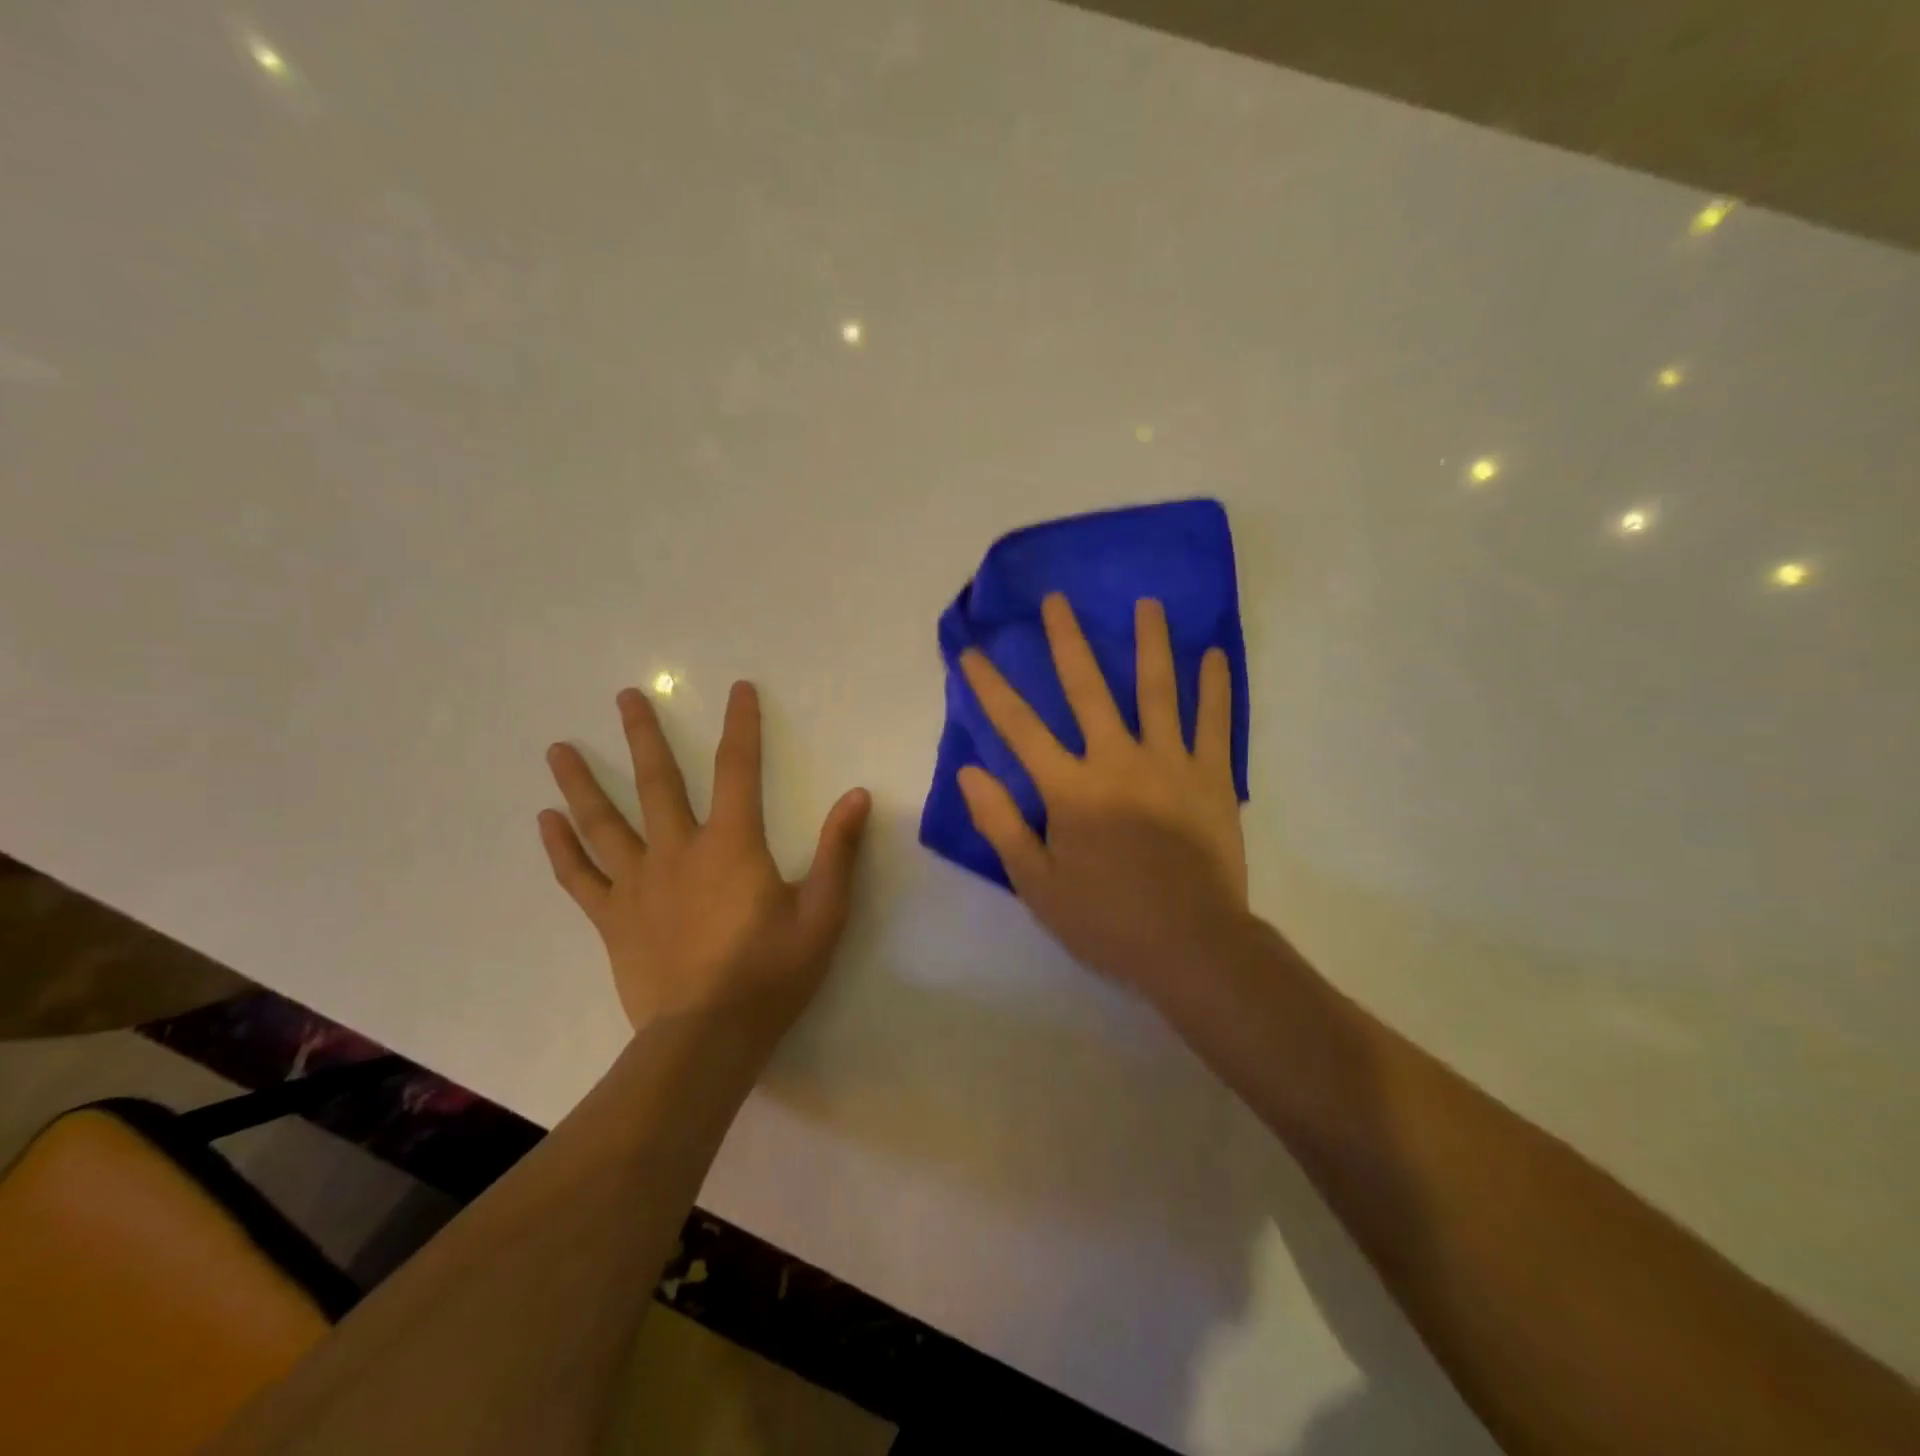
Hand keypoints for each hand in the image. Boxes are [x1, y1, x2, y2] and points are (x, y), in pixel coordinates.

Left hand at [538, 680, 871, 1035]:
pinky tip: (545, 821)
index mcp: (732, 844)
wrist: (707, 1038)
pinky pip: (579, 876)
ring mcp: (638, 883)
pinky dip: (561, 848)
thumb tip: (858, 795)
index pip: (739, 769)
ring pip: (604, 822)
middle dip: (644, 735)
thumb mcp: (823, 912)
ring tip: (558, 748)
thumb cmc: (772, 972)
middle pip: (658, 781)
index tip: (738, 689)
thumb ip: (838, 851)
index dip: (742, 725)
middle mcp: (679, 850)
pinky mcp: (612, 918)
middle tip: (626, 696)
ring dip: (583, 782)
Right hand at [957, 594, 1248, 997]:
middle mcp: (1117, 761)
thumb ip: (1002, 824)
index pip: (1019, 728)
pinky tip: (1214, 655)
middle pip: (1088, 690)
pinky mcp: (1212, 778)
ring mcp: (1170, 764)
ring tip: (1147, 604)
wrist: (1191, 945)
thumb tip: (969, 772)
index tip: (971, 652)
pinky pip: (1214, 724)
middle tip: (1057, 600)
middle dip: (1067, 642)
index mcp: (1071, 789)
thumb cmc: (1106, 919)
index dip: (991, 688)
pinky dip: (1215, 688)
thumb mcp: (1037, 883)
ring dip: (1150, 644)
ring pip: (1158, 691)